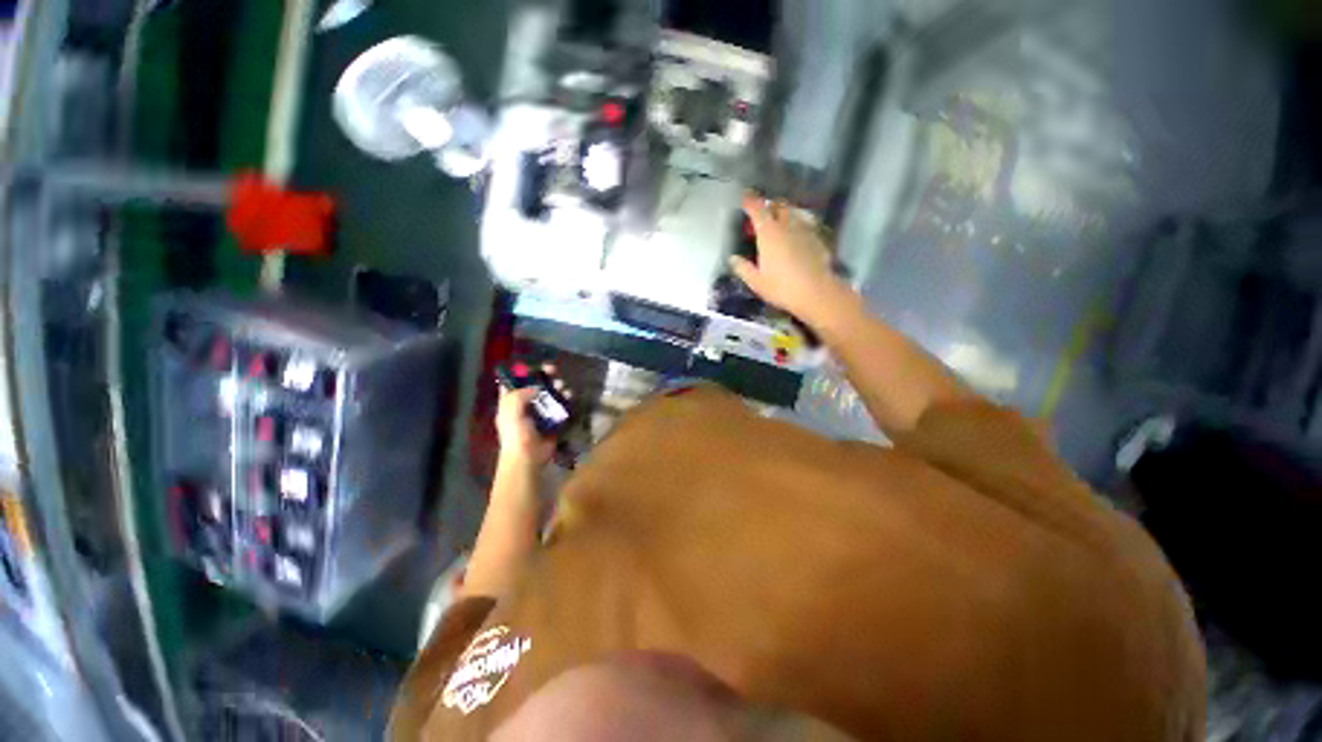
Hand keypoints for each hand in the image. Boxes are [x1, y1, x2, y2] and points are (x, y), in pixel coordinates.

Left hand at [495, 365, 568, 467]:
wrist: (528, 458)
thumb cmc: (516, 434)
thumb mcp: (510, 412)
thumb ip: (519, 395)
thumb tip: (536, 387)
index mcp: (510, 403)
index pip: (514, 382)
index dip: (523, 372)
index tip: (535, 366)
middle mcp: (525, 406)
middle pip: (536, 386)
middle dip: (545, 377)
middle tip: (554, 370)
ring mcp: (540, 413)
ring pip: (550, 394)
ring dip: (558, 387)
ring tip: (563, 386)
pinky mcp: (553, 420)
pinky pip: (561, 406)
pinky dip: (566, 400)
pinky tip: (570, 397)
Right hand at [731, 194, 847, 324]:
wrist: (816, 292)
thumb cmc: (782, 287)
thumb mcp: (756, 282)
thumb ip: (743, 268)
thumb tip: (733, 259)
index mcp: (769, 233)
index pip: (757, 209)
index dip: (749, 201)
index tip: (744, 197)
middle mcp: (787, 226)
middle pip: (778, 205)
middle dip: (769, 205)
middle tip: (762, 213)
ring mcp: (804, 230)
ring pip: (793, 213)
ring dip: (784, 213)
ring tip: (779, 222)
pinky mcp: (817, 239)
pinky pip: (804, 224)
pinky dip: (796, 225)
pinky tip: (795, 237)